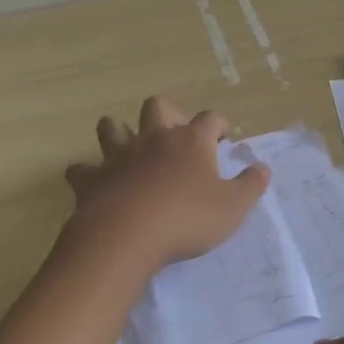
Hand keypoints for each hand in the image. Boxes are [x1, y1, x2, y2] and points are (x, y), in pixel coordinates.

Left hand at [64, 97, 269, 268]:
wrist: (127, 237)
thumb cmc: (188, 219)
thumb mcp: (233, 207)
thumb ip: (251, 185)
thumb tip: (262, 168)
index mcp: (191, 141)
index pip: (209, 119)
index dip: (218, 125)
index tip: (222, 137)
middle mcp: (154, 139)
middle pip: (157, 106)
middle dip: (167, 114)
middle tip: (176, 136)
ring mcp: (119, 156)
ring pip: (112, 126)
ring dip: (119, 132)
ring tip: (128, 147)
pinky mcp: (92, 179)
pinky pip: (81, 169)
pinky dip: (87, 173)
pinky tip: (94, 183)